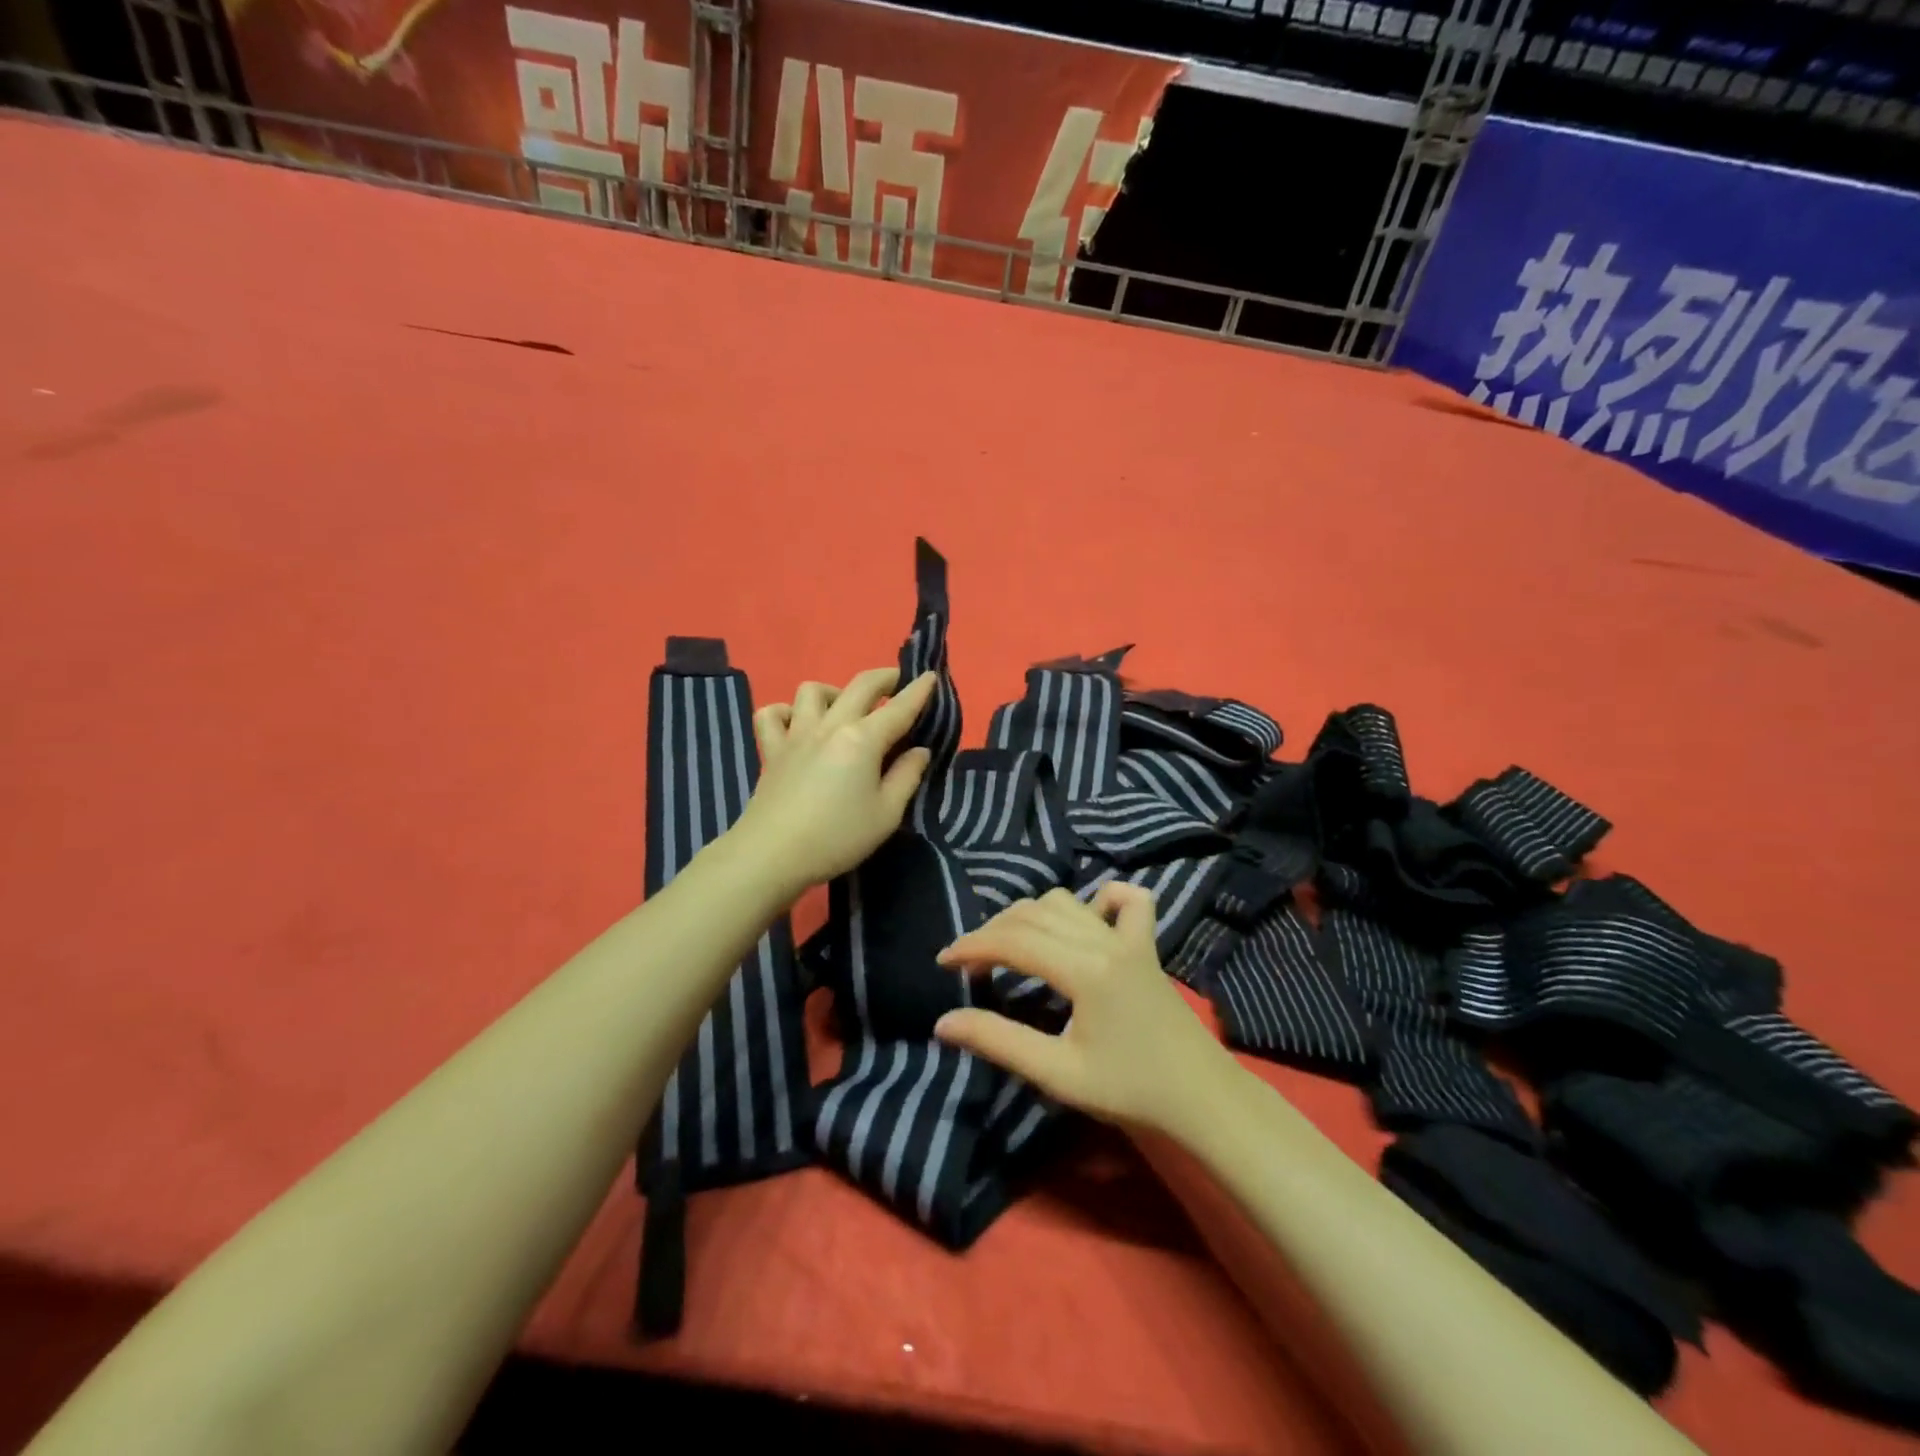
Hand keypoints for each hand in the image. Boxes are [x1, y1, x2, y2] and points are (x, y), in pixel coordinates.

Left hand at [729, 666, 937, 897]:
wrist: (772, 854)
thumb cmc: (837, 837)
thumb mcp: (886, 814)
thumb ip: (907, 777)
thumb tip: (919, 750)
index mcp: (863, 739)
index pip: (899, 708)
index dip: (919, 691)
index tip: (930, 676)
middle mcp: (830, 726)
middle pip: (860, 686)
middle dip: (884, 677)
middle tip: (898, 682)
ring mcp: (796, 734)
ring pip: (812, 691)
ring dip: (834, 691)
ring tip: (844, 708)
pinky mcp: (771, 750)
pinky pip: (772, 714)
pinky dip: (786, 712)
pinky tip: (797, 724)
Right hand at [932, 884, 1237, 1136]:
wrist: (1200, 1098)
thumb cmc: (1128, 1090)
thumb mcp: (1058, 1073)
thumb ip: (999, 1041)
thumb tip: (944, 1022)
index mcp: (1084, 969)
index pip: (1013, 941)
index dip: (972, 946)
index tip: (943, 963)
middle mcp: (1104, 940)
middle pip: (1033, 915)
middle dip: (993, 931)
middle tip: (971, 964)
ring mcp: (1130, 937)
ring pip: (1066, 902)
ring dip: (1031, 916)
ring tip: (1011, 947)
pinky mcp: (1146, 944)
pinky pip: (1125, 901)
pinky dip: (1099, 900)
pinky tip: (1085, 919)